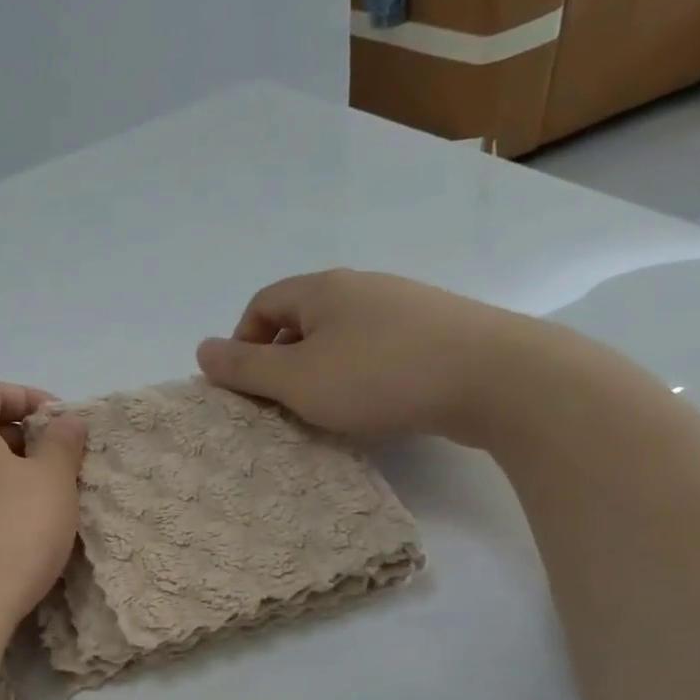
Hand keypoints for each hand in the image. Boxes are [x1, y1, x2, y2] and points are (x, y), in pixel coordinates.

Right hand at [195, 269, 530, 445]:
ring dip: (321, 372)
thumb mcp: (298, 379)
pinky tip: (374, 405)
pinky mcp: (439, 332)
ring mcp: (405, 307)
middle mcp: (362, 288)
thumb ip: (245, 368)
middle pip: (302, 320)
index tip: (245, 386)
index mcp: (323, 289)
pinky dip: (361, 376)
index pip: (263, 304)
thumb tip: (200, 349)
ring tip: (326, 411)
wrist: (498, 378)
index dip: (242, 343)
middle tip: (282, 405)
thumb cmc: (380, 376)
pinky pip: (379, 350)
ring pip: (342, 337)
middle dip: (282, 362)